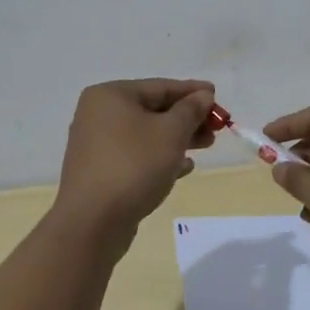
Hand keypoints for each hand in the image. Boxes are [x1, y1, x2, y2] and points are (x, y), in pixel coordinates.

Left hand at [55, 79, 216, 242]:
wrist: (92, 223)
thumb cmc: (134, 165)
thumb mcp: (171, 133)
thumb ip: (191, 110)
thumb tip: (203, 95)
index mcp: (111, 96)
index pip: (160, 87)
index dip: (192, 91)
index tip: (217, 95)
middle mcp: (98, 115)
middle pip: (153, 109)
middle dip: (187, 118)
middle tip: (215, 127)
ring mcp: (97, 145)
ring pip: (146, 134)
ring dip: (177, 138)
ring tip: (206, 146)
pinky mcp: (100, 171)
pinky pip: (136, 155)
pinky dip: (160, 156)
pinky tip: (184, 167)